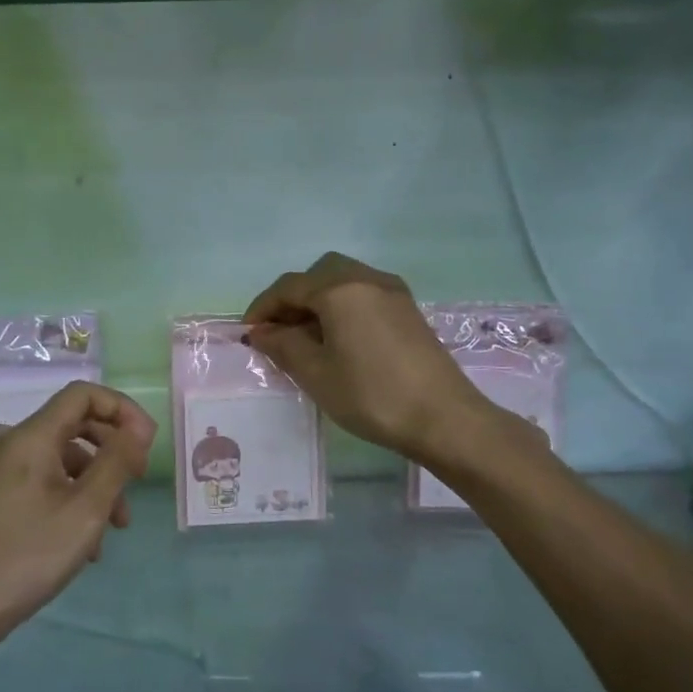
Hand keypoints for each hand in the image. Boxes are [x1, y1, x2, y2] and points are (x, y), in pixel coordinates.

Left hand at [0, 382, 155, 646]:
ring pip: (64, 459)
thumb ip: (117, 462)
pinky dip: (74, 499)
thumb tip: (138, 430)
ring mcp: (3, 473)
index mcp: (31, 437)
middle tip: (139, 478)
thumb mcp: (86, 509)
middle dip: (113, 448)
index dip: (121, 409)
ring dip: (98, 482)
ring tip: (117, 526)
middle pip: (75, 424)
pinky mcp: (0, 499)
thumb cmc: (28, 555)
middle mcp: (14, 444)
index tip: (146, 443)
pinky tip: (89, 544)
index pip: (83, 394)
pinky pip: (47, 482)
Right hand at [244, 252, 495, 461]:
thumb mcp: (316, 373)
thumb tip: (261, 332)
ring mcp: (392, 291)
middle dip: (292, 298)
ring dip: (318, 300)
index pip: (289, 287)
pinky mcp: (408, 309)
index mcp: (340, 289)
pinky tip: (339, 338)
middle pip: (318, 274)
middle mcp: (366, 278)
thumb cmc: (371, 395)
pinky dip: (342, 306)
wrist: (444, 418)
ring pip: (343, 280)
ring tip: (306, 337)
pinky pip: (364, 294)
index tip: (248, 334)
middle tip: (278, 332)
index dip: (263, 307)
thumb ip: (283, 346)